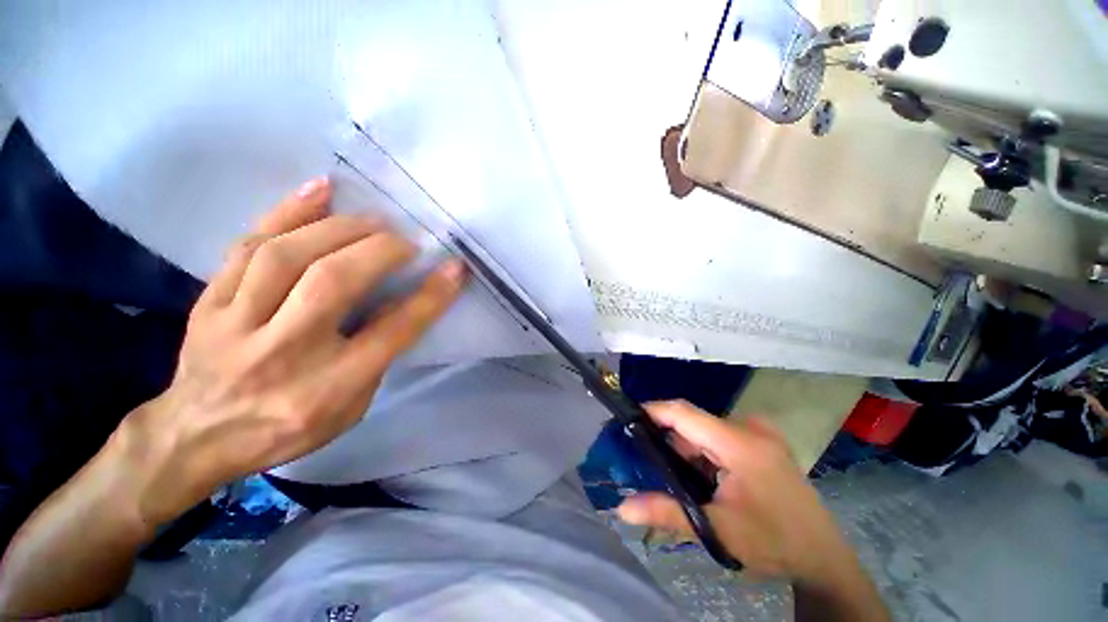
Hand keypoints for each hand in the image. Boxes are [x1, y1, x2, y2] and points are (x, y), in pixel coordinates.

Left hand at [120, 176, 467, 524]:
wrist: (196, 436)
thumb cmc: (289, 427)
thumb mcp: (351, 407)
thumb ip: (377, 356)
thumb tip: (400, 301)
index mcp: (328, 388)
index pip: (391, 332)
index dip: (429, 297)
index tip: (455, 269)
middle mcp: (282, 352)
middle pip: (334, 284)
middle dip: (381, 251)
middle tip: (407, 241)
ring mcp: (236, 324)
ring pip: (287, 256)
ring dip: (340, 228)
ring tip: (373, 220)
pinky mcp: (207, 302)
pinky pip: (246, 245)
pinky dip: (286, 211)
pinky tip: (320, 189)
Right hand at [617, 401, 852, 581]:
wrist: (824, 557)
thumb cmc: (774, 543)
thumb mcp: (717, 530)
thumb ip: (667, 513)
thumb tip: (622, 508)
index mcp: (740, 443)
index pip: (684, 413)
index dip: (653, 410)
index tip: (626, 418)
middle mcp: (750, 428)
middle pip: (693, 421)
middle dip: (668, 437)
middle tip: (645, 458)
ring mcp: (759, 433)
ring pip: (705, 429)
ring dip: (686, 447)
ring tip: (673, 473)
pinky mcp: (762, 441)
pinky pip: (719, 436)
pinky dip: (703, 451)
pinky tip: (701, 475)